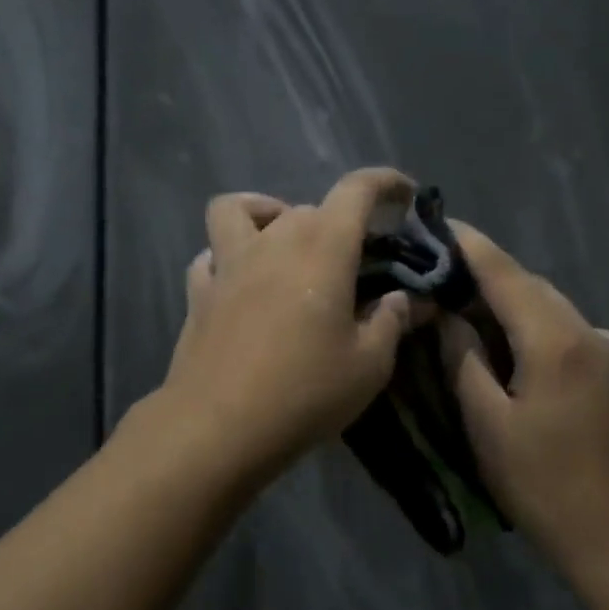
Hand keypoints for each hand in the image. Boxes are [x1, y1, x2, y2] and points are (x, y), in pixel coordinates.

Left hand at [156, 168, 415, 477]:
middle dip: (336, 222)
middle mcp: (273, 242)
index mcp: (323, 248)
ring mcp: (228, 264)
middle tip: (352, 260)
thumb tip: (410, 299)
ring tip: (284, 245)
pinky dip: (227, 257)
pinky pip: (210, 255)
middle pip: (307, 207)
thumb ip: (392, 321)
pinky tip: (241, 283)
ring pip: (238, 210)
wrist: (218, 427)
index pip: (356, 190)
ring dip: (265, 215)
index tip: (404, 195)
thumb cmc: (305, 392)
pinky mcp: (198, 292)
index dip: (384, 182)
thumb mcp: (369, 365)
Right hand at [439, 223, 608, 571]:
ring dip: (519, 310)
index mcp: (558, 341)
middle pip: (534, 289)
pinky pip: (581, 336)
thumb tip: (450, 315)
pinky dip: (549, 334)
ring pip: (558, 312)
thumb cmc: (543, 485)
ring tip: (480, 323)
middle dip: (491, 281)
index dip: (472, 246)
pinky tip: (531, 362)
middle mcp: (596, 333)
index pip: (506, 274)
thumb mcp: (487, 424)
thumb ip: (464, 359)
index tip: (443, 222)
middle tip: (448, 283)